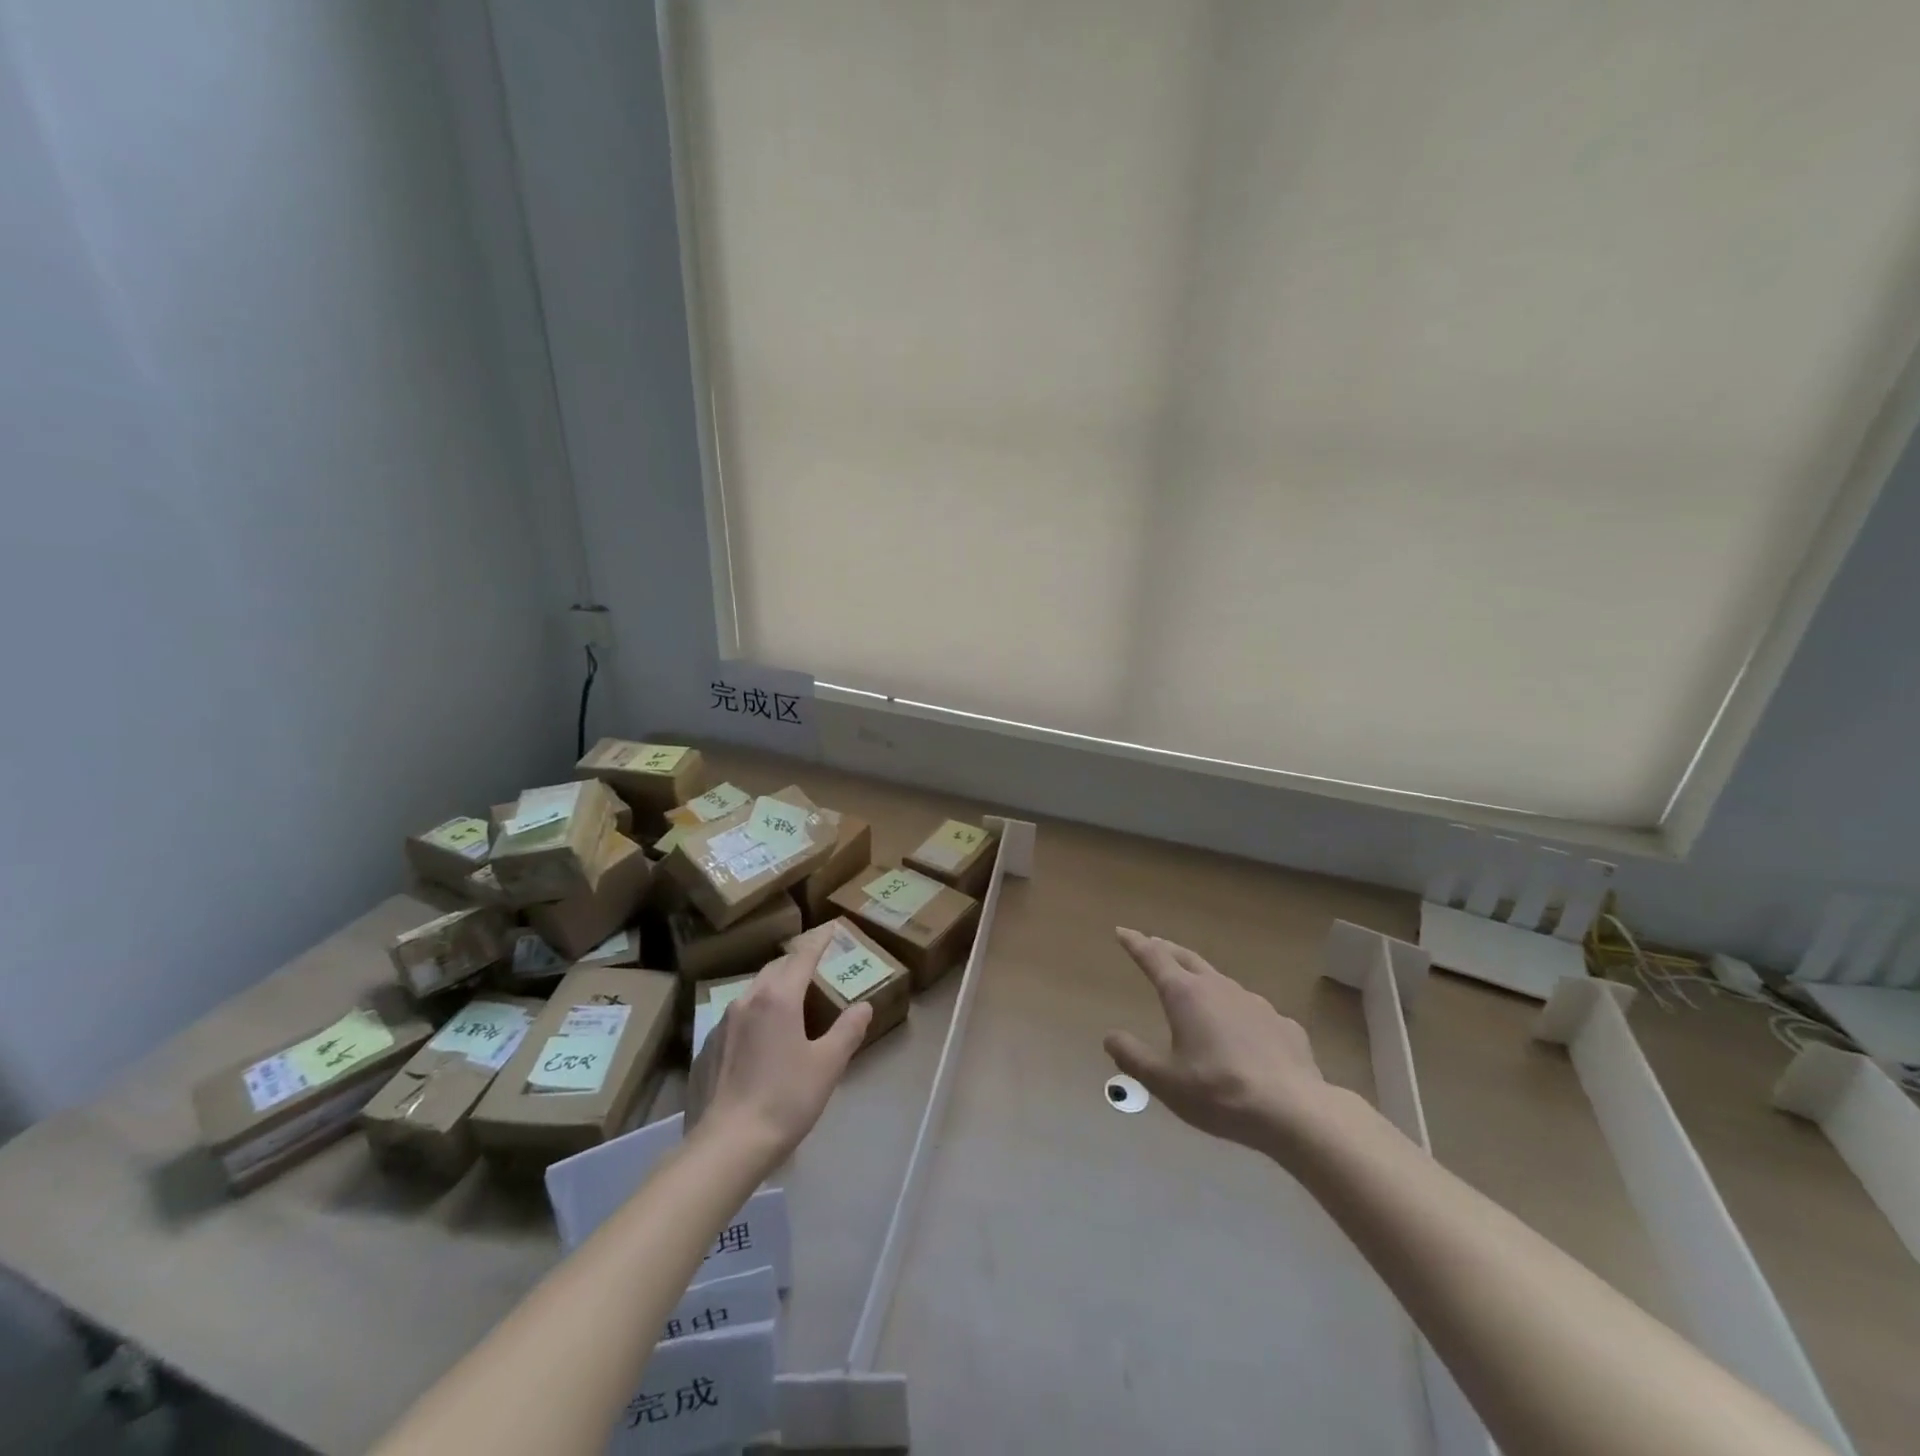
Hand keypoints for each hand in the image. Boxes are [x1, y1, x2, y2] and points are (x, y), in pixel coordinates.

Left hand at [692, 928, 871, 1166]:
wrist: (726, 1145)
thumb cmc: (785, 1100)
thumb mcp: (828, 1065)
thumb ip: (848, 1030)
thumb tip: (863, 1006)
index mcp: (778, 998)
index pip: (802, 957)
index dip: (819, 940)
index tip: (831, 926)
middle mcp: (747, 1001)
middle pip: (775, 969)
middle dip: (795, 962)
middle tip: (814, 964)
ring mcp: (722, 1024)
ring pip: (752, 992)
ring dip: (773, 987)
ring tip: (788, 1000)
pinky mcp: (706, 1048)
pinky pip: (735, 1018)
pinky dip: (754, 1015)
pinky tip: (760, 1039)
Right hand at [1104, 927, 1328, 1150]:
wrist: (1292, 1110)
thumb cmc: (1217, 1092)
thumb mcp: (1163, 1080)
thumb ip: (1133, 1056)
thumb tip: (1110, 1037)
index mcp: (1185, 995)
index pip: (1154, 958)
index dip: (1135, 944)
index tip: (1122, 931)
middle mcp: (1219, 988)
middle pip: (1187, 959)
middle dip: (1167, 949)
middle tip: (1154, 944)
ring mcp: (1255, 1003)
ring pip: (1221, 983)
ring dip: (1203, 980)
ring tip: (1197, 991)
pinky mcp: (1283, 1025)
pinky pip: (1252, 1013)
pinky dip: (1238, 1014)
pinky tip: (1243, 1036)